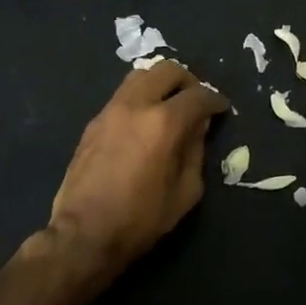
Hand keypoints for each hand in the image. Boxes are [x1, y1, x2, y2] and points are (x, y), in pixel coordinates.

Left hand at [33, 61, 227, 286]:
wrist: (83, 234)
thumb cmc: (141, 219)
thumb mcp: (186, 192)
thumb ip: (196, 152)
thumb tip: (198, 128)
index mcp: (163, 122)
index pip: (198, 95)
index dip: (215, 100)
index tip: (221, 109)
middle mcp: (136, 105)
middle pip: (167, 70)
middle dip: (188, 81)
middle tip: (196, 101)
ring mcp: (110, 110)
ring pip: (140, 75)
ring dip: (160, 84)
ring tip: (169, 105)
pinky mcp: (94, 122)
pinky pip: (123, 95)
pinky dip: (140, 98)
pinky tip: (144, 122)